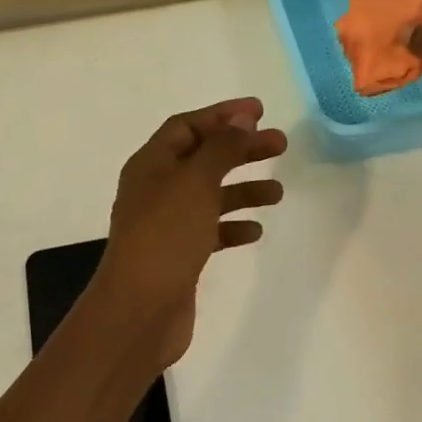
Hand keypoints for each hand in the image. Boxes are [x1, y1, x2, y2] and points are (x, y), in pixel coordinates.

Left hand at [96, 98, 287, 365]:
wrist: (140, 310)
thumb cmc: (166, 237)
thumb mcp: (196, 183)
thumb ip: (221, 149)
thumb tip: (241, 118)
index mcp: (151, 164)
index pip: (186, 126)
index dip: (221, 116)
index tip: (259, 111)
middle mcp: (155, 189)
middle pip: (203, 158)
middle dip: (241, 150)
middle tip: (281, 145)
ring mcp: (166, 224)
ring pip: (210, 195)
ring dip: (243, 189)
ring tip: (277, 192)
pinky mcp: (178, 254)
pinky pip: (209, 230)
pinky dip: (232, 226)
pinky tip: (255, 231)